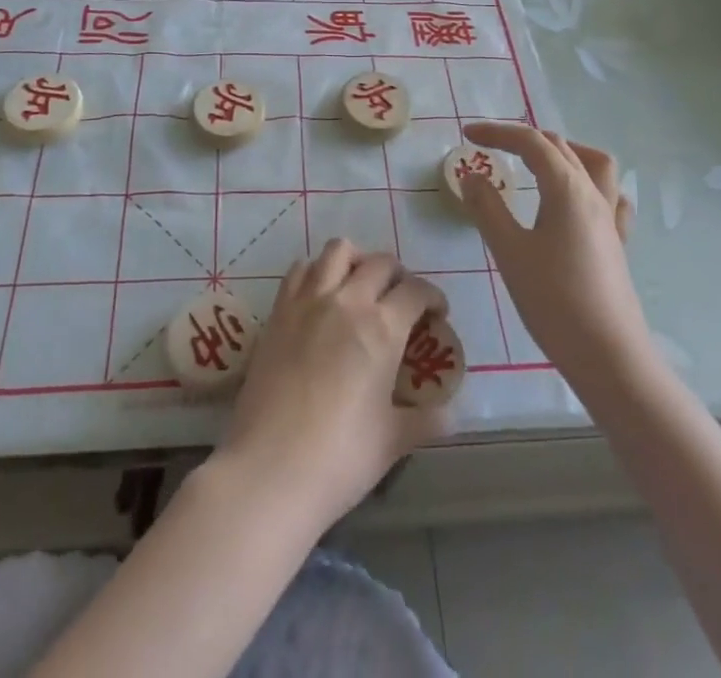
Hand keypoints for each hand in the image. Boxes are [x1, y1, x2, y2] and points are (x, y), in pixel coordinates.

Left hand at [218, 239, 445, 529]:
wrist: (269, 469)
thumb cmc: (339, 458)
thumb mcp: (392, 441)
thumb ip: (425, 420)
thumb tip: (452, 415)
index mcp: (382, 328)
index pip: (415, 291)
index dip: (432, 296)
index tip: (437, 312)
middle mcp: (347, 301)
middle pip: (379, 262)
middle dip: (398, 275)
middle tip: (401, 300)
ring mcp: (308, 301)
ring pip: (337, 251)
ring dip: (356, 260)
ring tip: (360, 284)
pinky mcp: (278, 311)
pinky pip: (299, 270)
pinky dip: (316, 271)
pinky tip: (321, 295)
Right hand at [461, 122, 649, 387]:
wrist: (609, 356)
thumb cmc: (554, 301)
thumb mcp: (510, 252)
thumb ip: (488, 208)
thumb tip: (471, 176)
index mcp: (566, 189)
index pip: (531, 142)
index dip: (497, 132)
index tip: (467, 134)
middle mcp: (592, 194)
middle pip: (559, 147)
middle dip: (523, 139)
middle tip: (491, 148)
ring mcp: (610, 218)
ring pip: (593, 163)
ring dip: (563, 152)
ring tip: (537, 162)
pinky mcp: (617, 243)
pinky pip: (610, 196)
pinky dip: (589, 184)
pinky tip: (577, 200)